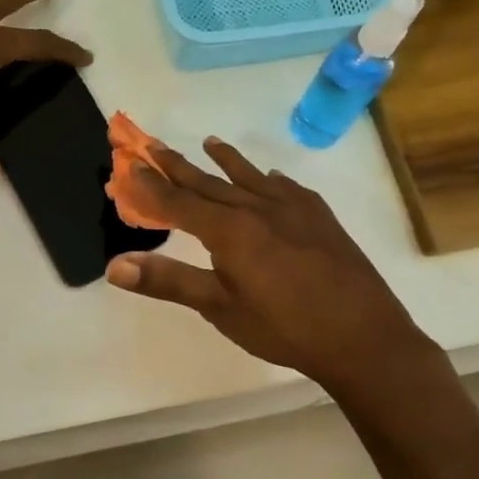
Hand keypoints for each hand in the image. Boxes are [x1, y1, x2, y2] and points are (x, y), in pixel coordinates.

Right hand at [104, 138, 431, 392]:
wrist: (363, 336)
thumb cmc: (284, 327)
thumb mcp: (220, 309)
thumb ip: (168, 281)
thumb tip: (115, 266)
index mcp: (230, 230)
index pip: (179, 202)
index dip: (150, 185)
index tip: (129, 165)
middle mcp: (258, 208)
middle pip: (210, 183)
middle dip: (179, 166)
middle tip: (155, 145)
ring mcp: (294, 209)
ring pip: (251, 178)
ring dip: (227, 161)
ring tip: (210, 142)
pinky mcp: (321, 218)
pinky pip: (289, 188)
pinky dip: (271, 179)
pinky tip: (272, 177)